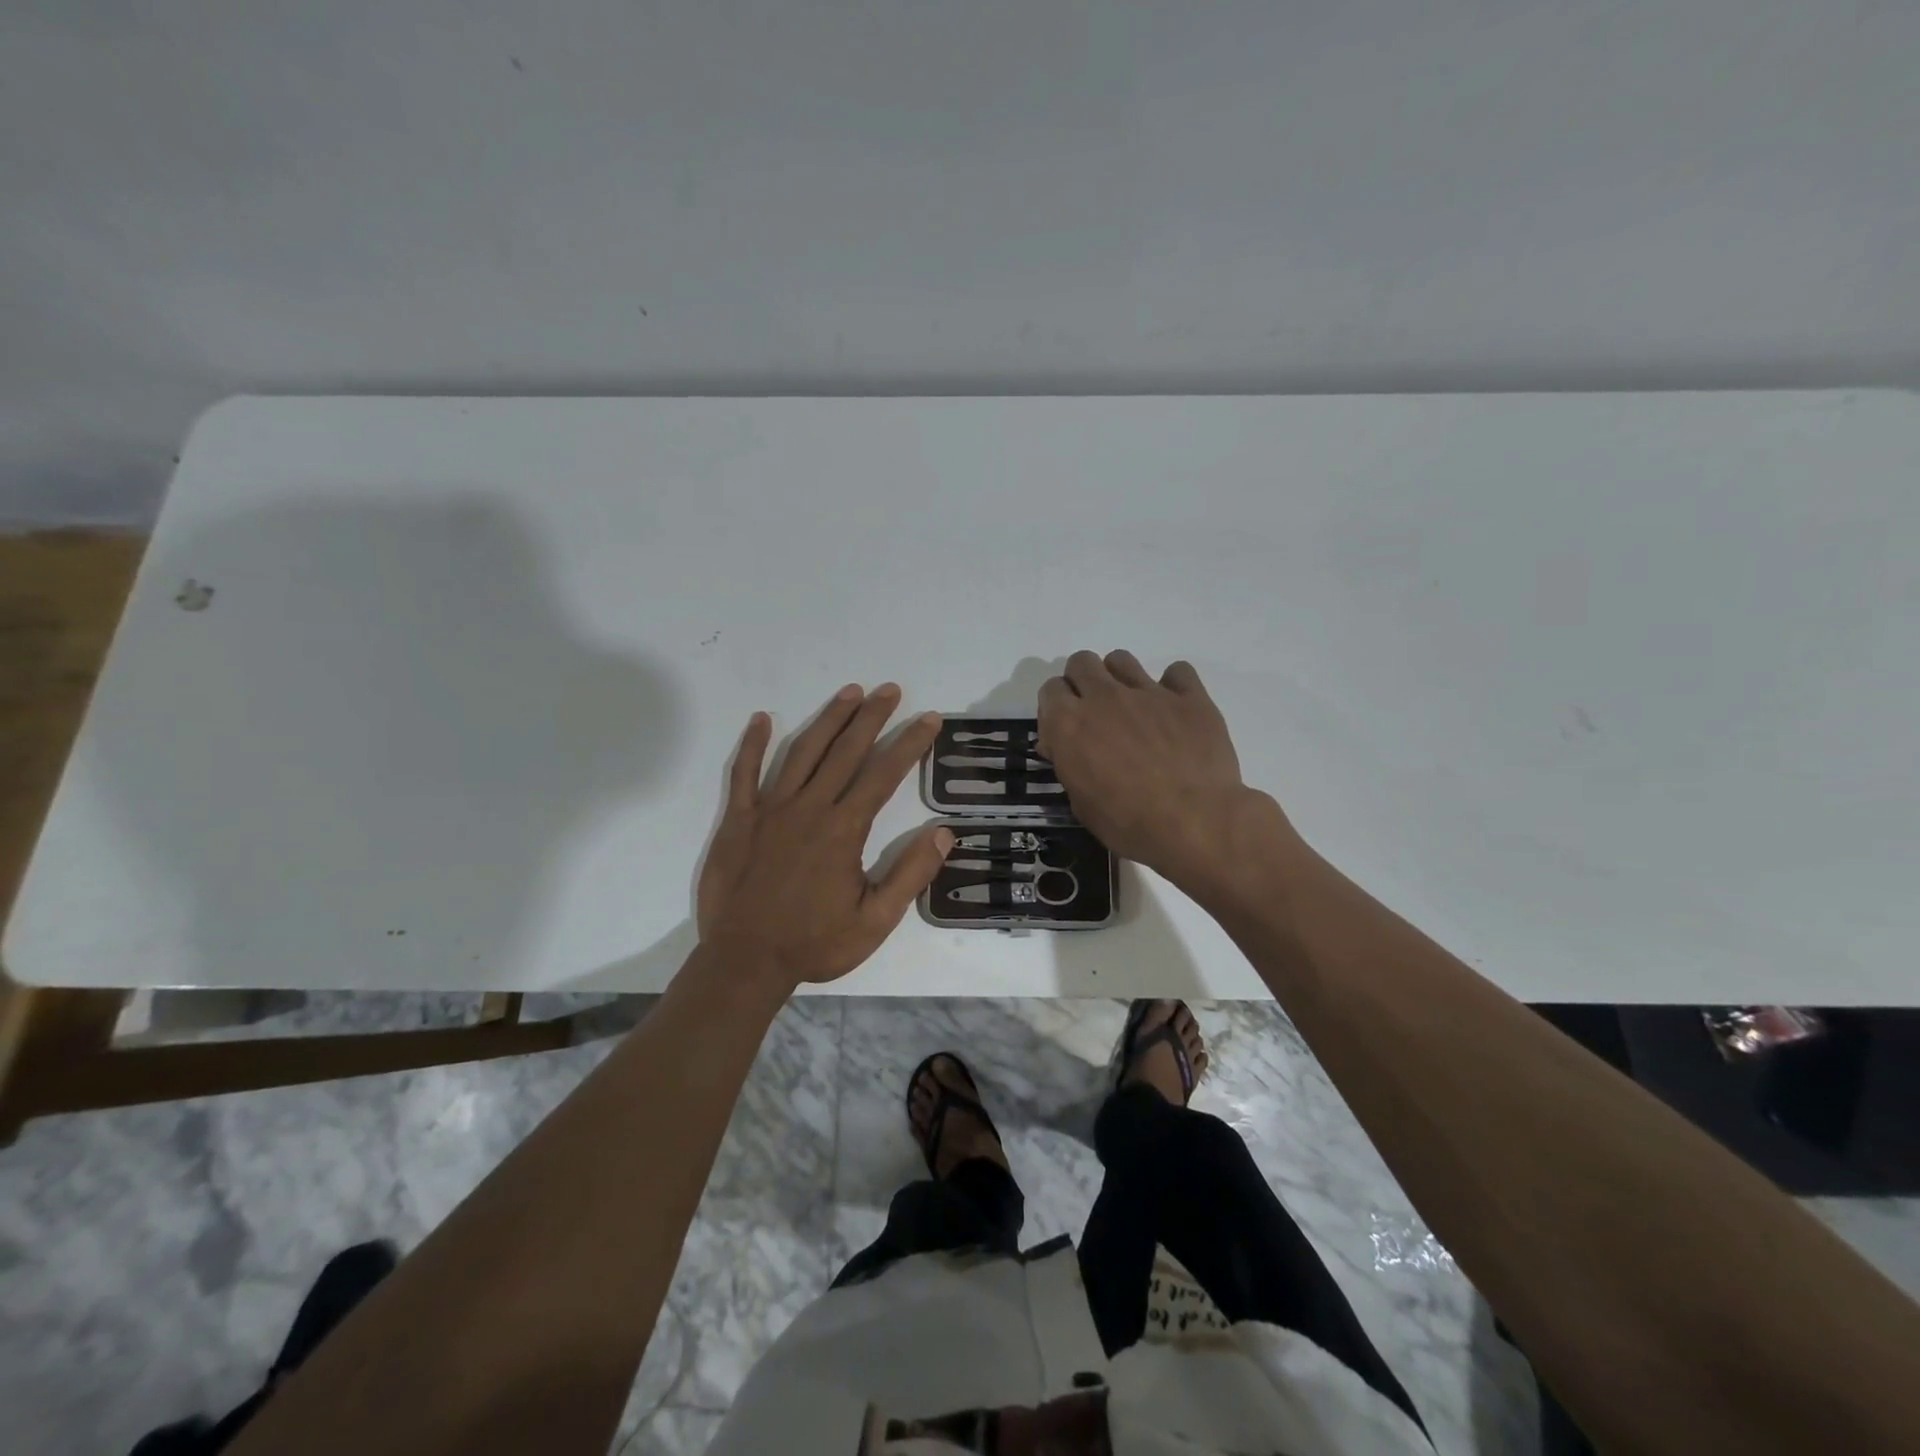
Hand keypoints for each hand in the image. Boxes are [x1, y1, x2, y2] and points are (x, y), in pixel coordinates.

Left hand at [697, 683, 953, 992]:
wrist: (745, 962)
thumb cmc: (814, 943)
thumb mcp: (875, 921)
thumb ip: (910, 875)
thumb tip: (944, 833)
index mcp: (843, 830)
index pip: (884, 774)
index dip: (909, 743)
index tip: (928, 719)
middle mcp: (809, 808)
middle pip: (845, 751)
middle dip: (871, 717)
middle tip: (890, 689)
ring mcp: (769, 809)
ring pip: (801, 752)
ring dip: (828, 719)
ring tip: (849, 692)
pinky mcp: (738, 819)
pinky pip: (743, 774)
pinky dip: (752, 744)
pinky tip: (762, 718)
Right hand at [1038, 651, 1286, 898]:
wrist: (1194, 822)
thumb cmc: (1128, 822)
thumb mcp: (1081, 803)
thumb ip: (1070, 764)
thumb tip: (1065, 747)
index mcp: (1069, 723)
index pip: (1050, 690)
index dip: (1056, 709)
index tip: (1066, 731)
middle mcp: (1104, 697)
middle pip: (1082, 662)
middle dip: (1083, 682)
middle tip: (1096, 714)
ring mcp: (1148, 692)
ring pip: (1122, 660)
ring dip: (1119, 678)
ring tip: (1133, 708)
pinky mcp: (1189, 696)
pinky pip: (1177, 672)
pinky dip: (1173, 686)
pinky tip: (1175, 710)